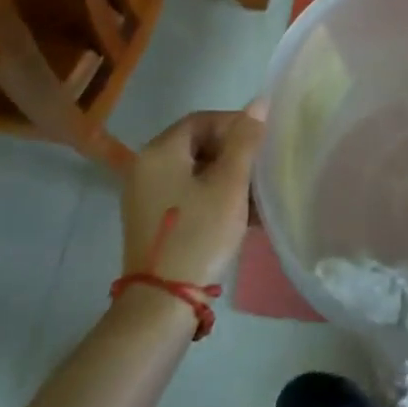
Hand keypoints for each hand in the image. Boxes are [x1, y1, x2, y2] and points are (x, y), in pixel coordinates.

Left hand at [117, 103, 266, 287]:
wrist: (162, 304)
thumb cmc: (199, 234)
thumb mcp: (229, 185)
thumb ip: (245, 141)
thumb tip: (259, 102)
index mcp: (160, 152)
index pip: (202, 120)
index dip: (235, 124)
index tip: (262, 142)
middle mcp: (145, 167)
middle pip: (197, 144)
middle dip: (233, 153)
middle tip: (261, 169)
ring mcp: (145, 196)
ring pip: (194, 171)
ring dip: (226, 177)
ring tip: (256, 195)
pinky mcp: (151, 220)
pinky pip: (186, 194)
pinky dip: (212, 196)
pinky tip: (240, 214)